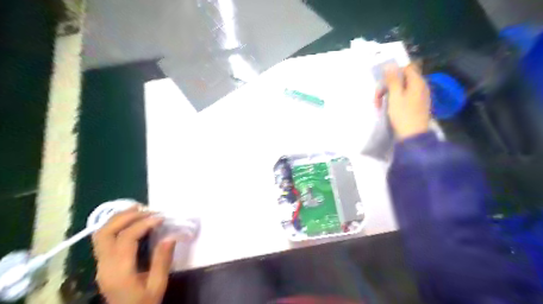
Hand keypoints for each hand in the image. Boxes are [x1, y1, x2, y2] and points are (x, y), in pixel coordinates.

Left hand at [92, 206, 174, 303]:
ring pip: (101, 233)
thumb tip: (170, 237)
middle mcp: (105, 265)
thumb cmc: (144, 303)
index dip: (143, 224)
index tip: (160, 218)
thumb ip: (162, 261)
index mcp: (119, 272)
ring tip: (138, 209)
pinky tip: (130, 220)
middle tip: (147, 209)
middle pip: (106, 232)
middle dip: (126, 216)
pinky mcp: (103, 263)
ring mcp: (101, 264)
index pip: (125, 239)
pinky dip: (115, 224)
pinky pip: (103, 238)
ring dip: (119, 218)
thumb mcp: (157, 285)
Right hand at [376, 64, 430, 139]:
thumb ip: (393, 80)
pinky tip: (388, 109)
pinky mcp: (417, 106)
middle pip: (403, 79)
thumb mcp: (395, 96)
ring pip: (402, 89)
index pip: (406, 68)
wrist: (413, 136)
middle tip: (377, 98)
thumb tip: (390, 64)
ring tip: (379, 105)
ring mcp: (420, 97)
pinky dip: (395, 101)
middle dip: (388, 86)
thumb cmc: (403, 115)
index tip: (383, 83)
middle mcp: (421, 87)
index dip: (393, 73)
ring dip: (389, 95)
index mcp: (417, 82)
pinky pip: (404, 97)